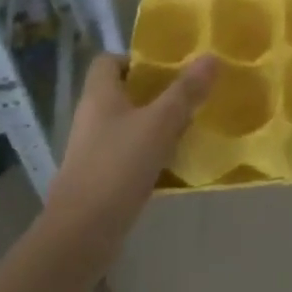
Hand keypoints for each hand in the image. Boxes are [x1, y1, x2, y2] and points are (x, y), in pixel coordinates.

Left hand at [42, 55, 214, 248]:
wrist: (81, 235)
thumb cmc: (117, 167)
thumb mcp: (159, 124)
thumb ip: (185, 91)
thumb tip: (211, 56)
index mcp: (99, 95)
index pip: (108, 60)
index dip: (136, 59)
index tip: (168, 67)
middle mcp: (91, 117)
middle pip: (121, 92)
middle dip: (154, 91)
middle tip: (188, 94)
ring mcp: (92, 149)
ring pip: (127, 123)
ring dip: (154, 122)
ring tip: (188, 125)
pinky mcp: (99, 177)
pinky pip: (127, 152)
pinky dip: (148, 152)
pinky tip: (172, 161)